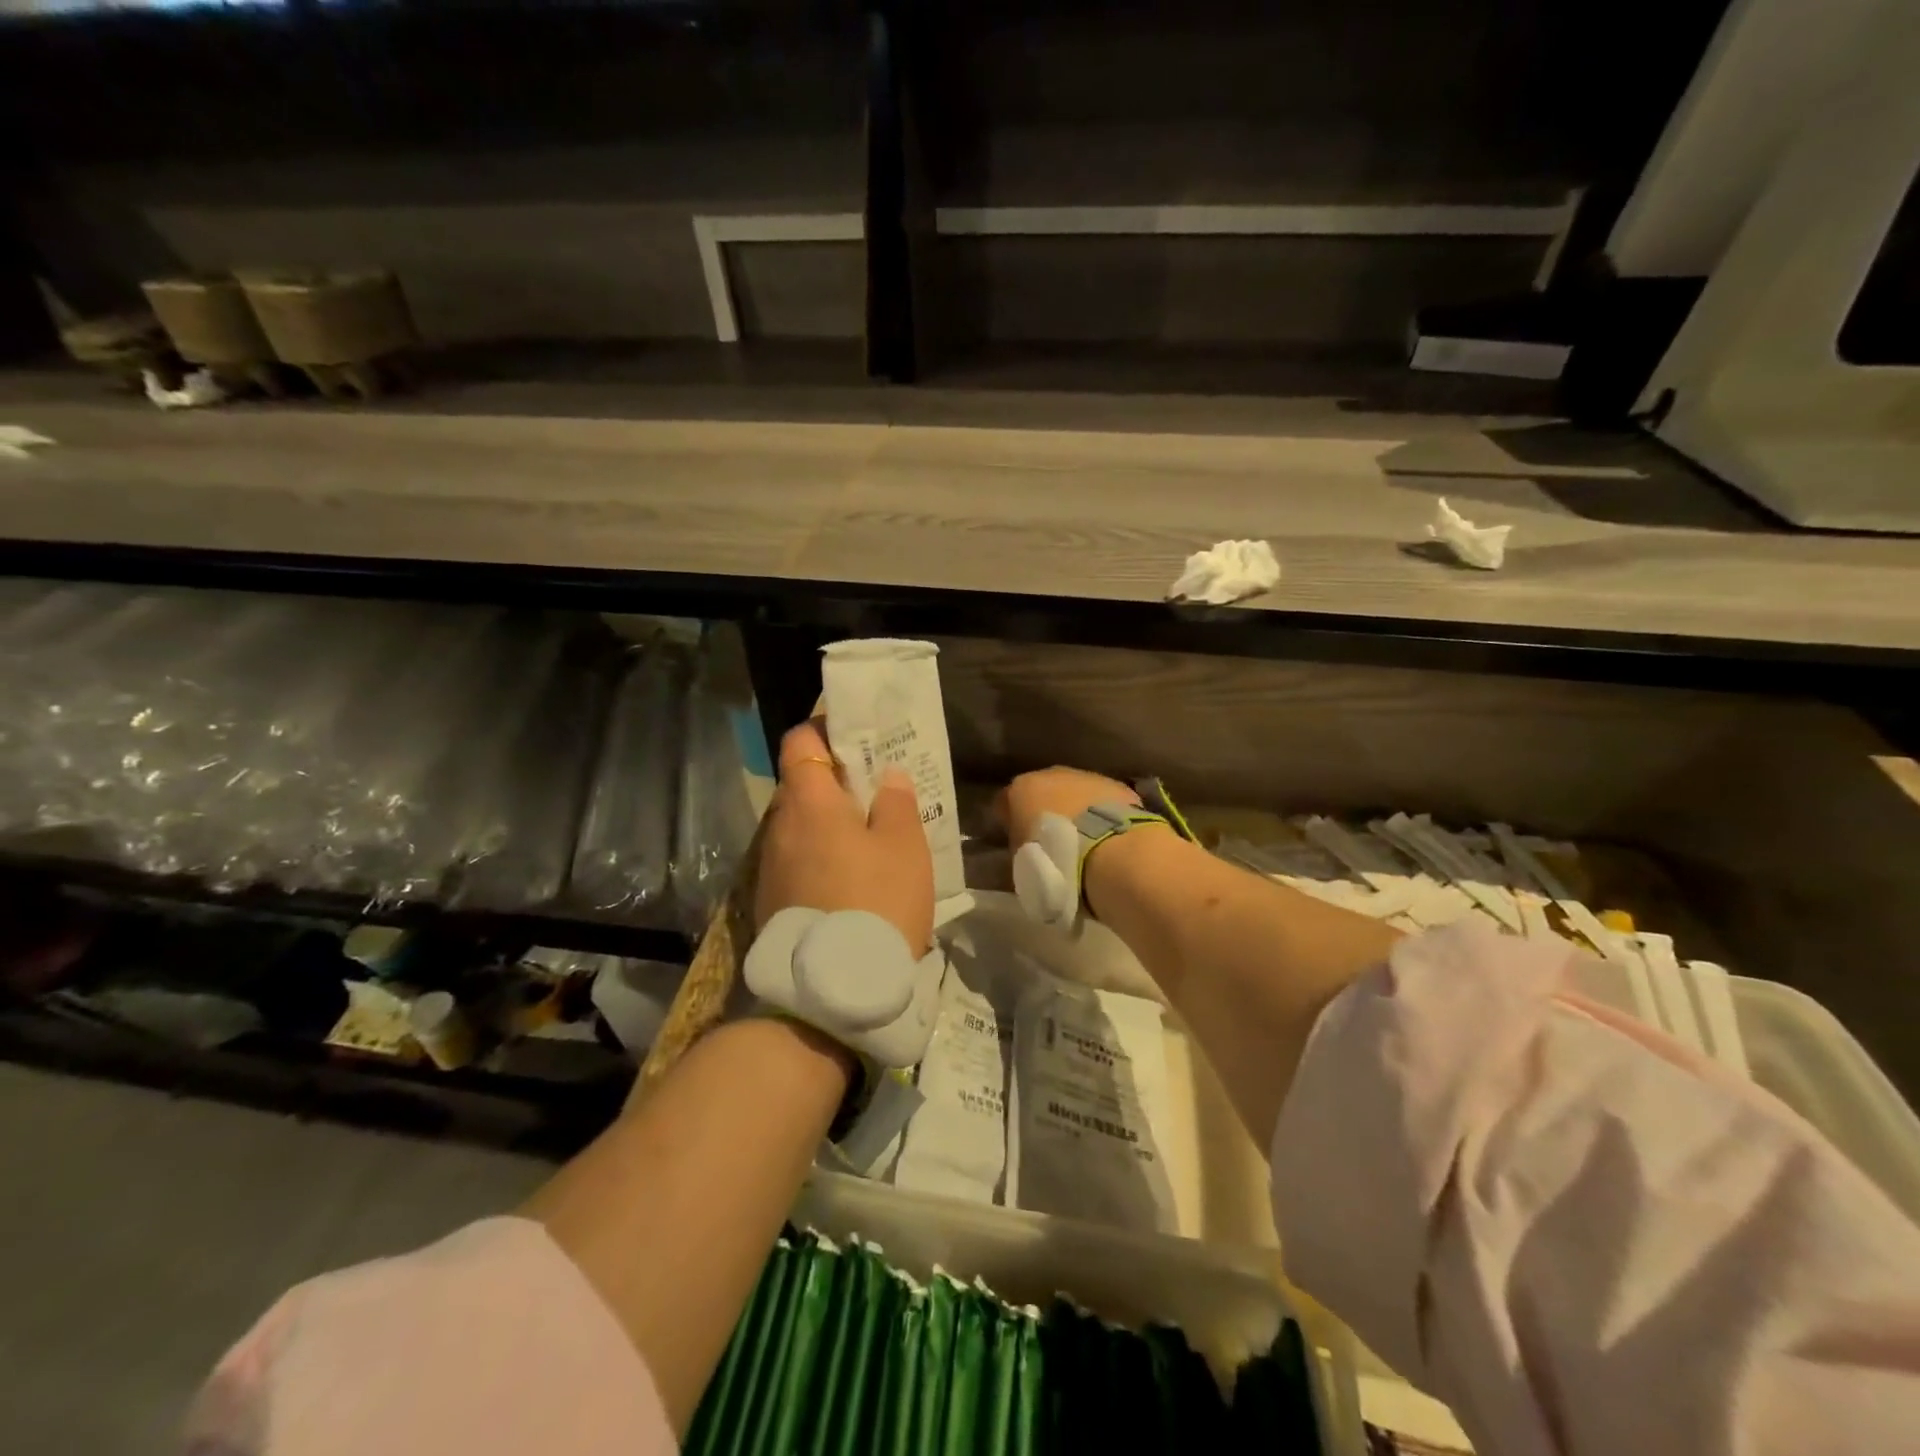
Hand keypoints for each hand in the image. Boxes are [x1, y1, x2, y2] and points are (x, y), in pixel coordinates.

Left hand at [755, 721, 935, 956]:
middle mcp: (779, 825)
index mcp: (808, 801)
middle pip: (801, 784)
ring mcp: (770, 865)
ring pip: (800, 826)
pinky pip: (797, 860)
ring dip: (829, 823)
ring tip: (869, 838)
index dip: (825, 732)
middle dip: (835, 782)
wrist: (834, 990)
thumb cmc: (878, 901)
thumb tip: (886, 777)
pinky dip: (820, 856)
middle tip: (876, 791)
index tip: (858, 741)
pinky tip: (850, 879)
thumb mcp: (905, 846)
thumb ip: (896, 802)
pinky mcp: (771, 900)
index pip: (800, 741)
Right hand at [995, 766, 1140, 846]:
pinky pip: (1102, 800)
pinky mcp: (1117, 787)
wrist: (1109, 852)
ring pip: (1075, 791)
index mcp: (1021, 789)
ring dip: (1076, 809)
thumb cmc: (1054, 859)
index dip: (1009, 820)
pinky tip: (1107, 835)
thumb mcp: (1022, 861)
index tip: (1016, 838)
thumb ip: (1019, 846)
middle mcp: (1052, 774)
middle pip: (1042, 790)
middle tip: (1051, 838)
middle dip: (1045, 809)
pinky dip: (1102, 813)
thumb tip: (1025, 849)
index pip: (1005, 801)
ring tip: (1083, 839)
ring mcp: (1087, 777)